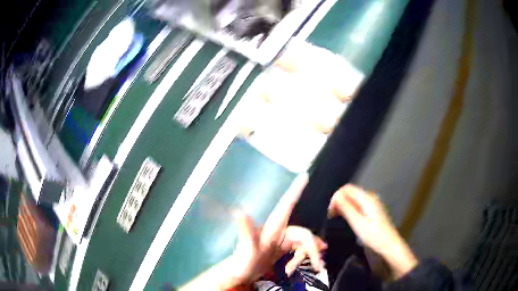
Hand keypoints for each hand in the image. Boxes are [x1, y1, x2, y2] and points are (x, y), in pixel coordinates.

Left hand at [229, 173, 325, 283]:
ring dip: (310, 256)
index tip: (305, 175)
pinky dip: (305, 257)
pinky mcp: (284, 248)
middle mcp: (280, 231)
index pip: (287, 205)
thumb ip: (246, 232)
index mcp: (273, 227)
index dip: (296, 190)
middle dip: (313, 249)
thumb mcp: (247, 250)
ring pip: (305, 243)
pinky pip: (302, 249)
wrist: (241, 275)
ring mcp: (283, 240)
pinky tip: (301, 266)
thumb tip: (238, 210)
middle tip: (319, 266)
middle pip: (305, 234)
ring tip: (312, 268)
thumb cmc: (242, 262)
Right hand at [328, 184, 417, 277]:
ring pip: (353, 198)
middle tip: (331, 216)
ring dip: (344, 205)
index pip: (347, 188)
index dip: (336, 197)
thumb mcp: (358, 224)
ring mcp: (372, 204)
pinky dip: (350, 209)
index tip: (330, 212)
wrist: (389, 246)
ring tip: (337, 218)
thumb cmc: (374, 236)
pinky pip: (358, 204)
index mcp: (367, 198)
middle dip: (339, 201)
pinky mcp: (373, 211)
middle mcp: (370, 197)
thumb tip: (336, 197)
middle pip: (351, 192)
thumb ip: (347, 209)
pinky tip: (348, 219)